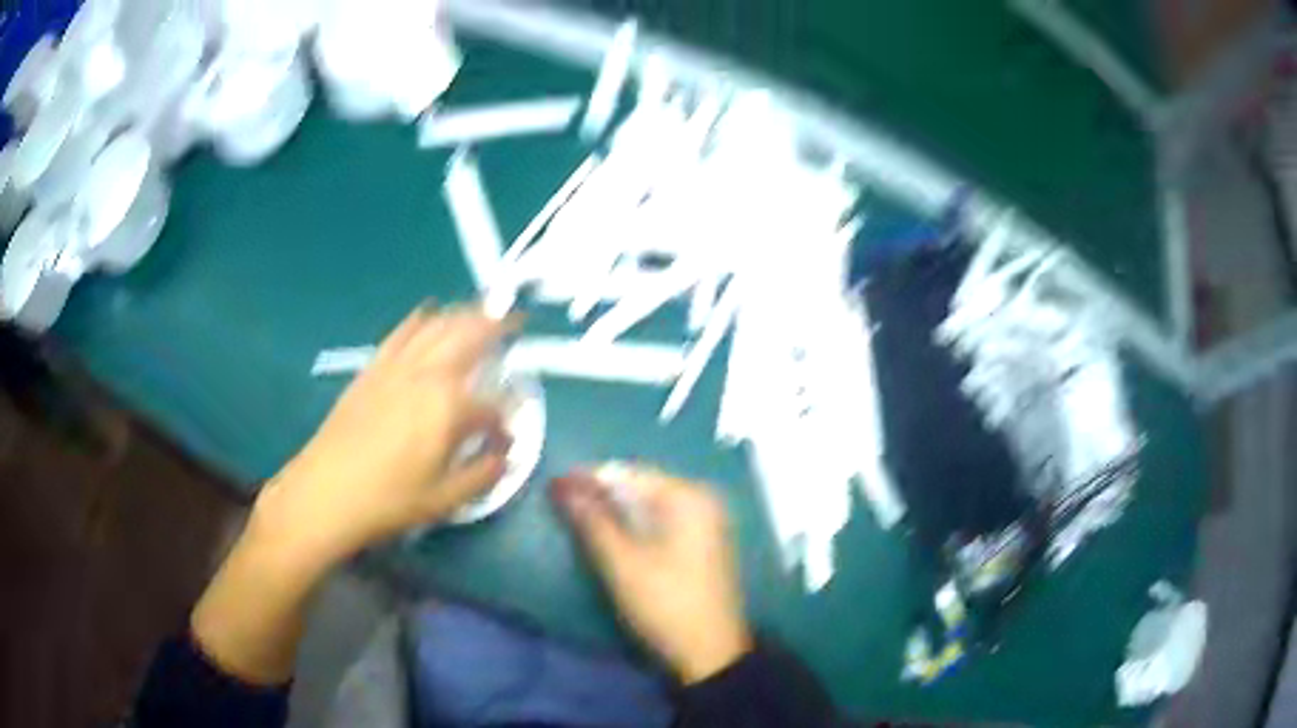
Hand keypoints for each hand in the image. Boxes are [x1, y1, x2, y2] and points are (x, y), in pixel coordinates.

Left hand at [251, 304, 515, 570]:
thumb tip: (507, 458)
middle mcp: (427, 375)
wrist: (326, 492)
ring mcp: (397, 367)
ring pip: (437, 327)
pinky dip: (420, 319)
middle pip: (468, 337)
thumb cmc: (389, 500)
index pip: (492, 404)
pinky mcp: (373, 368)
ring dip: (463, 314)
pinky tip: (428, 313)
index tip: (508, 437)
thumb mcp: (444, 499)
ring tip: (481, 309)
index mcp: (449, 408)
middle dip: (496, 325)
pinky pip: (401, 333)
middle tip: (516, 319)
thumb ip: (483, 474)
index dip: (507, 418)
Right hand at [553, 467, 752, 683]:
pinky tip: (611, 534)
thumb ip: (591, 520)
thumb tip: (561, 484)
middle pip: (640, 485)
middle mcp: (702, 499)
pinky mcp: (702, 543)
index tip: (552, 485)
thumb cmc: (664, 605)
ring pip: (649, 504)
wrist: (710, 653)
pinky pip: (662, 520)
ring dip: (615, 509)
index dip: (587, 478)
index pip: (627, 473)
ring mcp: (706, 521)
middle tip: (561, 502)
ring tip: (579, 517)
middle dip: (600, 493)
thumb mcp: (621, 563)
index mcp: (687, 497)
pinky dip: (634, 523)